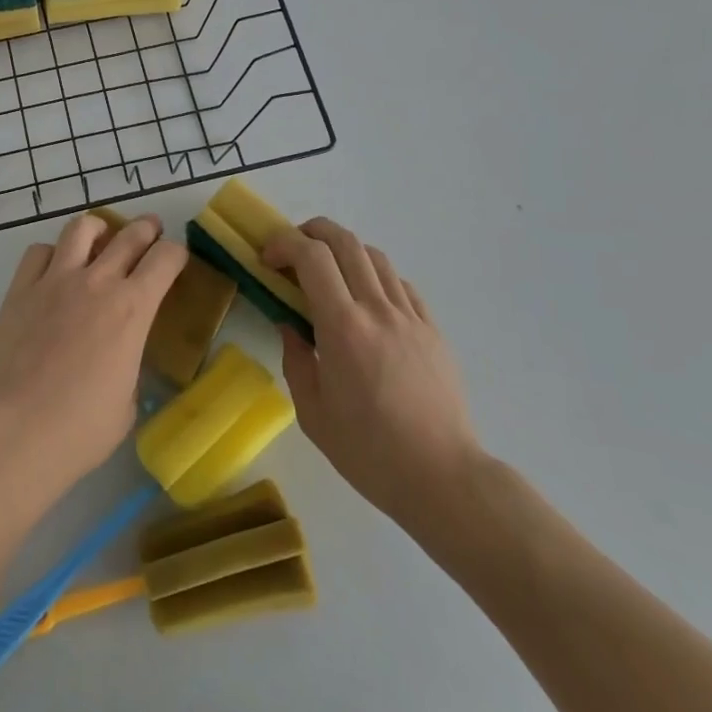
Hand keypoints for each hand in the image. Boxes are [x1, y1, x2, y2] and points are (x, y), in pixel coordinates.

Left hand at [0, 212, 185, 508]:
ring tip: (100, 238)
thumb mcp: (128, 399)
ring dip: (98, 228)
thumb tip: (120, 354)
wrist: (20, 430)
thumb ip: (129, 361)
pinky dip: (52, 254)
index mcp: (133, 308)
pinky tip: (54, 270)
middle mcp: (97, 281)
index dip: (177, 253)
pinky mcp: (21, 288)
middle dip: (146, 229)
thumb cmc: (83, 428)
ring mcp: (56, 280)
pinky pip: (39, 252)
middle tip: (150, 231)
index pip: (166, 258)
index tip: (176, 259)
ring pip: (82, 228)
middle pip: (130, 234)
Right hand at [265, 218, 481, 540]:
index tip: (268, 259)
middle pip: (345, 241)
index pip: (312, 256)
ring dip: (344, 251)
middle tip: (293, 251)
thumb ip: (296, 360)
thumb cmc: (369, 452)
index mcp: (343, 327)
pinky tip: (366, 301)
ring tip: (328, 273)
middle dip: (311, 232)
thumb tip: (290, 326)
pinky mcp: (432, 330)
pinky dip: (375, 277)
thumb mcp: (313, 413)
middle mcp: (378, 310)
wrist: (443, 478)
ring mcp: (410, 317)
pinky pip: (401, 285)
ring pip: (375, 256)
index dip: (284, 243)